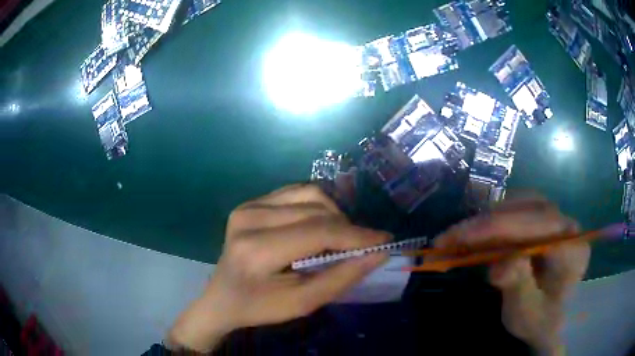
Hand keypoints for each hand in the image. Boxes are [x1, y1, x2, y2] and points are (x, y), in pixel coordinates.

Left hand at [168, 184, 390, 351]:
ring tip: (339, 238)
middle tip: (362, 247)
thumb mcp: (302, 303)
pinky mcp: (250, 202)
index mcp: (257, 250)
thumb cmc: (259, 307)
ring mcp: (248, 206)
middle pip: (316, 210)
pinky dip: (316, 207)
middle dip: (348, 228)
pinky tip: (317, 226)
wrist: (223, 298)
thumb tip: (377, 253)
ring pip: (309, 195)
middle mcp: (250, 219)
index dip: (356, 235)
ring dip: (333, 214)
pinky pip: (296, 193)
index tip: (385, 239)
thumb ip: (341, 278)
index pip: (318, 232)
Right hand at [433, 195, 589, 354]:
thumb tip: (500, 264)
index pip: (537, 227)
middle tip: (449, 238)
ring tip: (460, 238)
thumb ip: (519, 288)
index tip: (458, 240)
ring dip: (488, 219)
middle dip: (486, 222)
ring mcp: (558, 221)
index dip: (497, 229)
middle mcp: (568, 226)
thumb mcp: (527, 315)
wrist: (551, 320)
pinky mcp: (546, 222)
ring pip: (522, 203)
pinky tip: (477, 235)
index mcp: (573, 250)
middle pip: (528, 208)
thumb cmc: (540, 321)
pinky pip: (519, 210)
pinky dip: (494, 221)